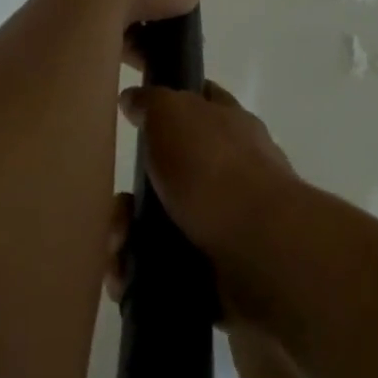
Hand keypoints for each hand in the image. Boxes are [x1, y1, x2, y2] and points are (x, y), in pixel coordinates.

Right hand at [116, 81, 297, 316]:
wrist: (260, 251)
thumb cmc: (215, 170)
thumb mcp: (175, 113)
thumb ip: (153, 102)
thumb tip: (133, 98)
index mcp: (231, 127)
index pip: (202, 101)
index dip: (170, 102)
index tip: (135, 114)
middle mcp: (234, 172)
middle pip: (171, 176)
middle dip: (134, 195)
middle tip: (118, 210)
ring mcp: (229, 224)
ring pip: (163, 226)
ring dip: (129, 239)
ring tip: (117, 251)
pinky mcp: (219, 271)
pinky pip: (166, 271)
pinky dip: (142, 274)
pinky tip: (126, 279)